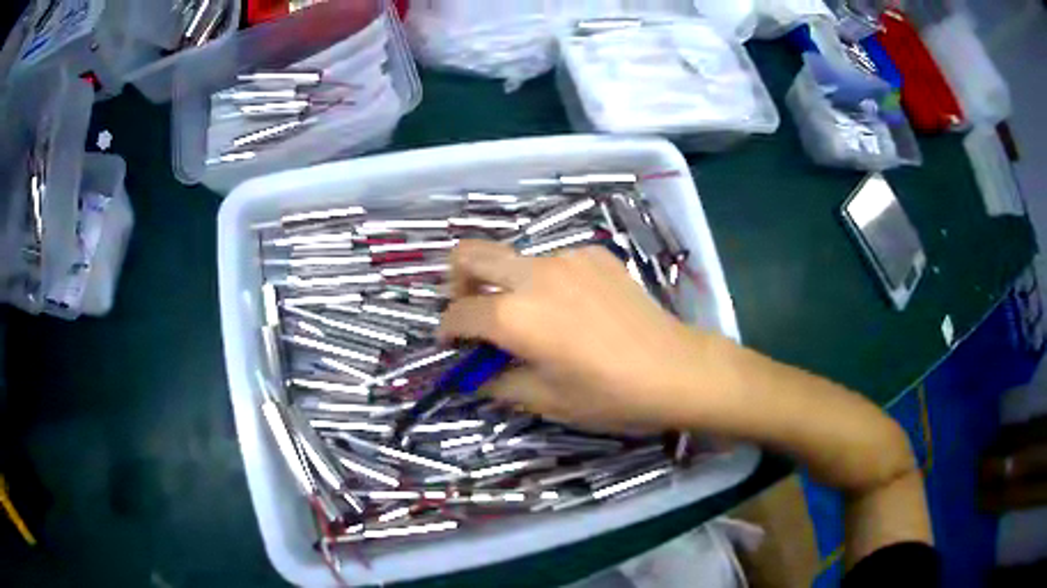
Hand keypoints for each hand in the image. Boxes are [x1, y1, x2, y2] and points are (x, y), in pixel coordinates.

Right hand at [438, 240, 730, 431]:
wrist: (675, 368)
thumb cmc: (609, 395)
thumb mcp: (546, 400)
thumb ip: (498, 383)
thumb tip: (474, 375)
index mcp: (515, 316)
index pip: (459, 312)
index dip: (447, 329)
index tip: (451, 343)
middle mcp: (534, 275)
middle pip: (471, 254)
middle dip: (457, 279)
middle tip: (471, 309)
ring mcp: (567, 258)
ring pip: (516, 259)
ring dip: (508, 283)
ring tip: (534, 318)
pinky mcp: (594, 254)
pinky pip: (554, 262)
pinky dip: (546, 282)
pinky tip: (573, 309)